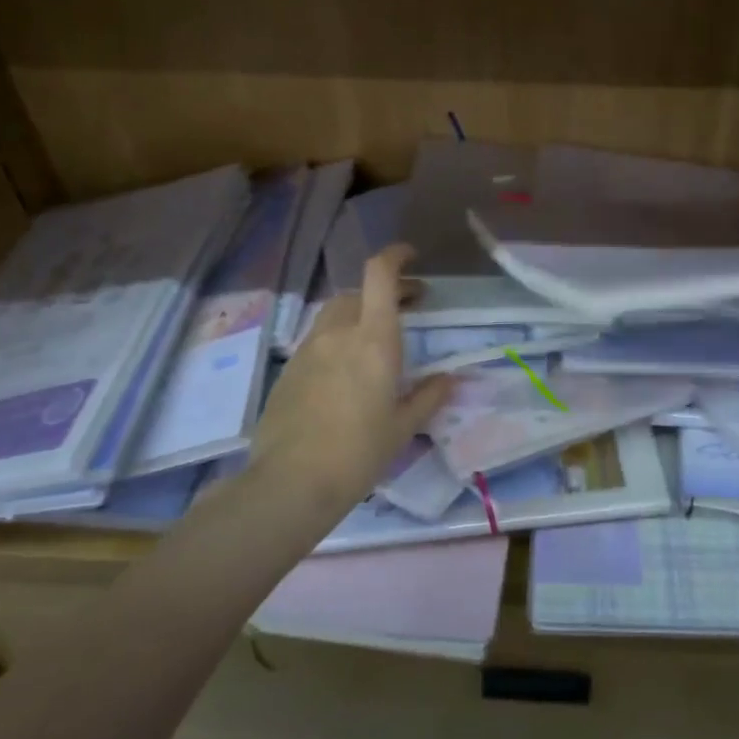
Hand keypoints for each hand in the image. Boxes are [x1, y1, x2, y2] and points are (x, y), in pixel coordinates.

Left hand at [248, 245, 453, 516]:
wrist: (291, 482)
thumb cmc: (359, 452)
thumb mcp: (403, 427)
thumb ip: (429, 396)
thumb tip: (450, 379)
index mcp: (373, 340)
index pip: (379, 274)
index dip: (395, 256)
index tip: (412, 257)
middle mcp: (338, 333)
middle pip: (358, 292)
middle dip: (384, 291)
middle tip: (407, 307)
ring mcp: (308, 349)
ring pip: (335, 314)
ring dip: (358, 314)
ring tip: (377, 338)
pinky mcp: (288, 370)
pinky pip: (318, 340)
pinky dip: (337, 339)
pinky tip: (346, 370)